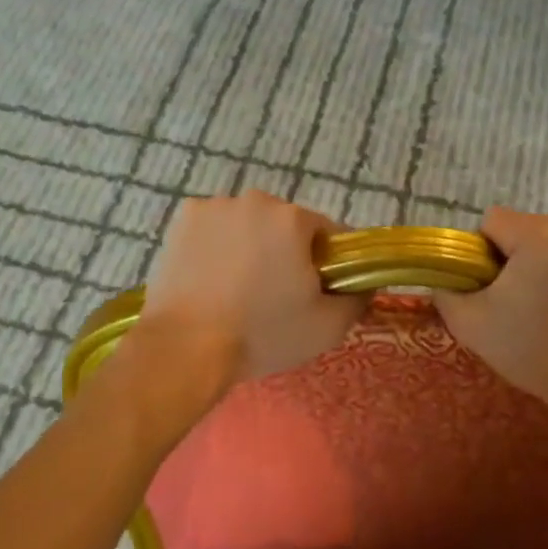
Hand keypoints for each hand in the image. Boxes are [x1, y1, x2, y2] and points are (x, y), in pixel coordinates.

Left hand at [139, 192, 366, 385]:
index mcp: (293, 218)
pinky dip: (216, 245)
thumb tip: (365, 283)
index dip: (328, 263)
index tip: (316, 291)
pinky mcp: (182, 219)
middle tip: (275, 295)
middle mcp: (256, 201)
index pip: (328, 233)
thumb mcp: (327, 327)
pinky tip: (210, 277)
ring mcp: (215, 206)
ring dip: (250, 245)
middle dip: (286, 252)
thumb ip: (357, 298)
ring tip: (237, 289)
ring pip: (248, 224)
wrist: (184, 348)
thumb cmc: (262, 334)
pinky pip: (214, 228)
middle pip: (285, 225)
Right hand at [434, 208, 547, 441]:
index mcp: (540, 238)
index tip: (498, 287)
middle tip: (529, 299)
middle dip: (523, 254)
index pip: (495, 221)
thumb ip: (447, 290)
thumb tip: (443, 274)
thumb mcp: (473, 326)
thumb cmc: (538, 357)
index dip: (487, 253)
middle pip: (531, 227)